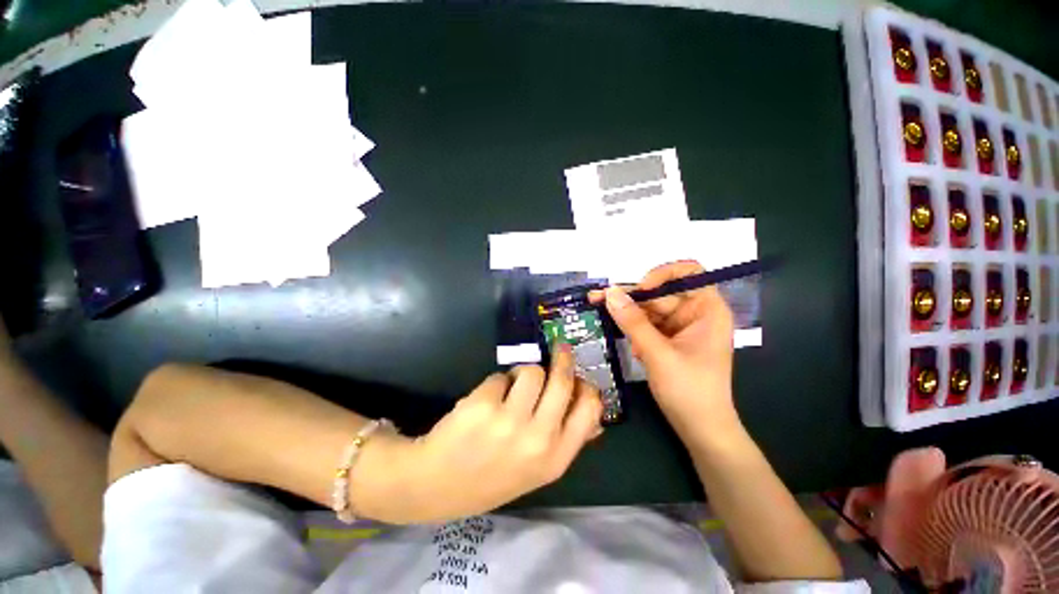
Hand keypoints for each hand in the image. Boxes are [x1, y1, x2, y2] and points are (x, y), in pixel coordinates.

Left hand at [357, 346, 602, 523]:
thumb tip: (593, 412)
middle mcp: (537, 440)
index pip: (590, 410)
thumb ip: (566, 440)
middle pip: (563, 382)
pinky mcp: (483, 405)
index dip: (587, 387)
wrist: (435, 485)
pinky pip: (501, 376)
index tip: (578, 377)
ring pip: (532, 371)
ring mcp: (509, 421)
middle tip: (561, 348)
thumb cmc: (491, 476)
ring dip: (524, 372)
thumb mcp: (537, 469)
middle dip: (563, 358)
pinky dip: (498, 382)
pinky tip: (487, 400)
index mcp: (555, 458)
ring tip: (512, 386)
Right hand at [592, 261, 738, 441]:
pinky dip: (634, 331)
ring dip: (629, 317)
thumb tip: (609, 293)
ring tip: (604, 317)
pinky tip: (630, 346)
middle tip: (598, 300)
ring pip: (649, 309)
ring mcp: (681, 327)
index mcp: (707, 310)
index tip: (640, 289)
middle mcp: (695, 313)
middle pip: (660, 293)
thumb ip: (633, 322)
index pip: (688, 273)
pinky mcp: (669, 339)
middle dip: (632, 299)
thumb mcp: (658, 353)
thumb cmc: (690, 391)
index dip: (662, 274)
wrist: (701, 430)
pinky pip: (647, 325)